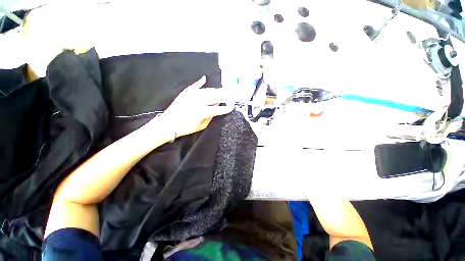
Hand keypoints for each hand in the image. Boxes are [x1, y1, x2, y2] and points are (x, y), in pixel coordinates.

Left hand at [159, 76, 233, 138]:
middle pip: (215, 96)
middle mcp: (198, 101)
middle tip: (230, 96)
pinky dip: (200, 82)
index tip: (232, 107)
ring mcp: (191, 95)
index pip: (218, 109)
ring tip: (221, 91)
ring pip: (207, 90)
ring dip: (215, 91)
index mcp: (202, 112)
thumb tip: (216, 108)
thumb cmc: (186, 128)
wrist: (169, 124)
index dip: (226, 108)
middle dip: (224, 96)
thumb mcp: (201, 126)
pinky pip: (195, 86)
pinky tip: (204, 79)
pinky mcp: (185, 93)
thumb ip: (210, 117)